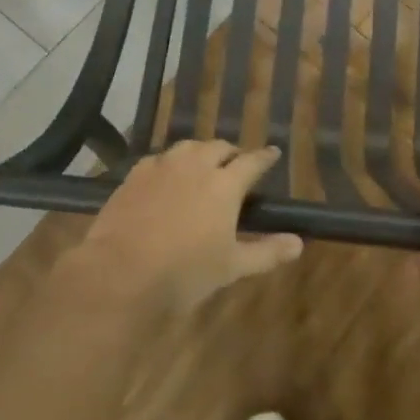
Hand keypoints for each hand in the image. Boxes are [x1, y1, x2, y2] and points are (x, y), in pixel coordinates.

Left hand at [73, 139, 300, 313]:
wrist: (120, 272)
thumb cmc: (184, 272)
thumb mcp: (231, 267)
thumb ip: (267, 252)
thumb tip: (299, 243)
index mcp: (225, 184)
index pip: (252, 161)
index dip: (265, 157)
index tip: (273, 153)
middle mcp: (195, 165)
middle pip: (219, 147)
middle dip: (231, 153)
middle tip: (236, 165)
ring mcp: (162, 167)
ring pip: (187, 147)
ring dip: (200, 153)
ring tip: (203, 166)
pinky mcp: (134, 174)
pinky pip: (159, 159)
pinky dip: (170, 163)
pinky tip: (167, 176)